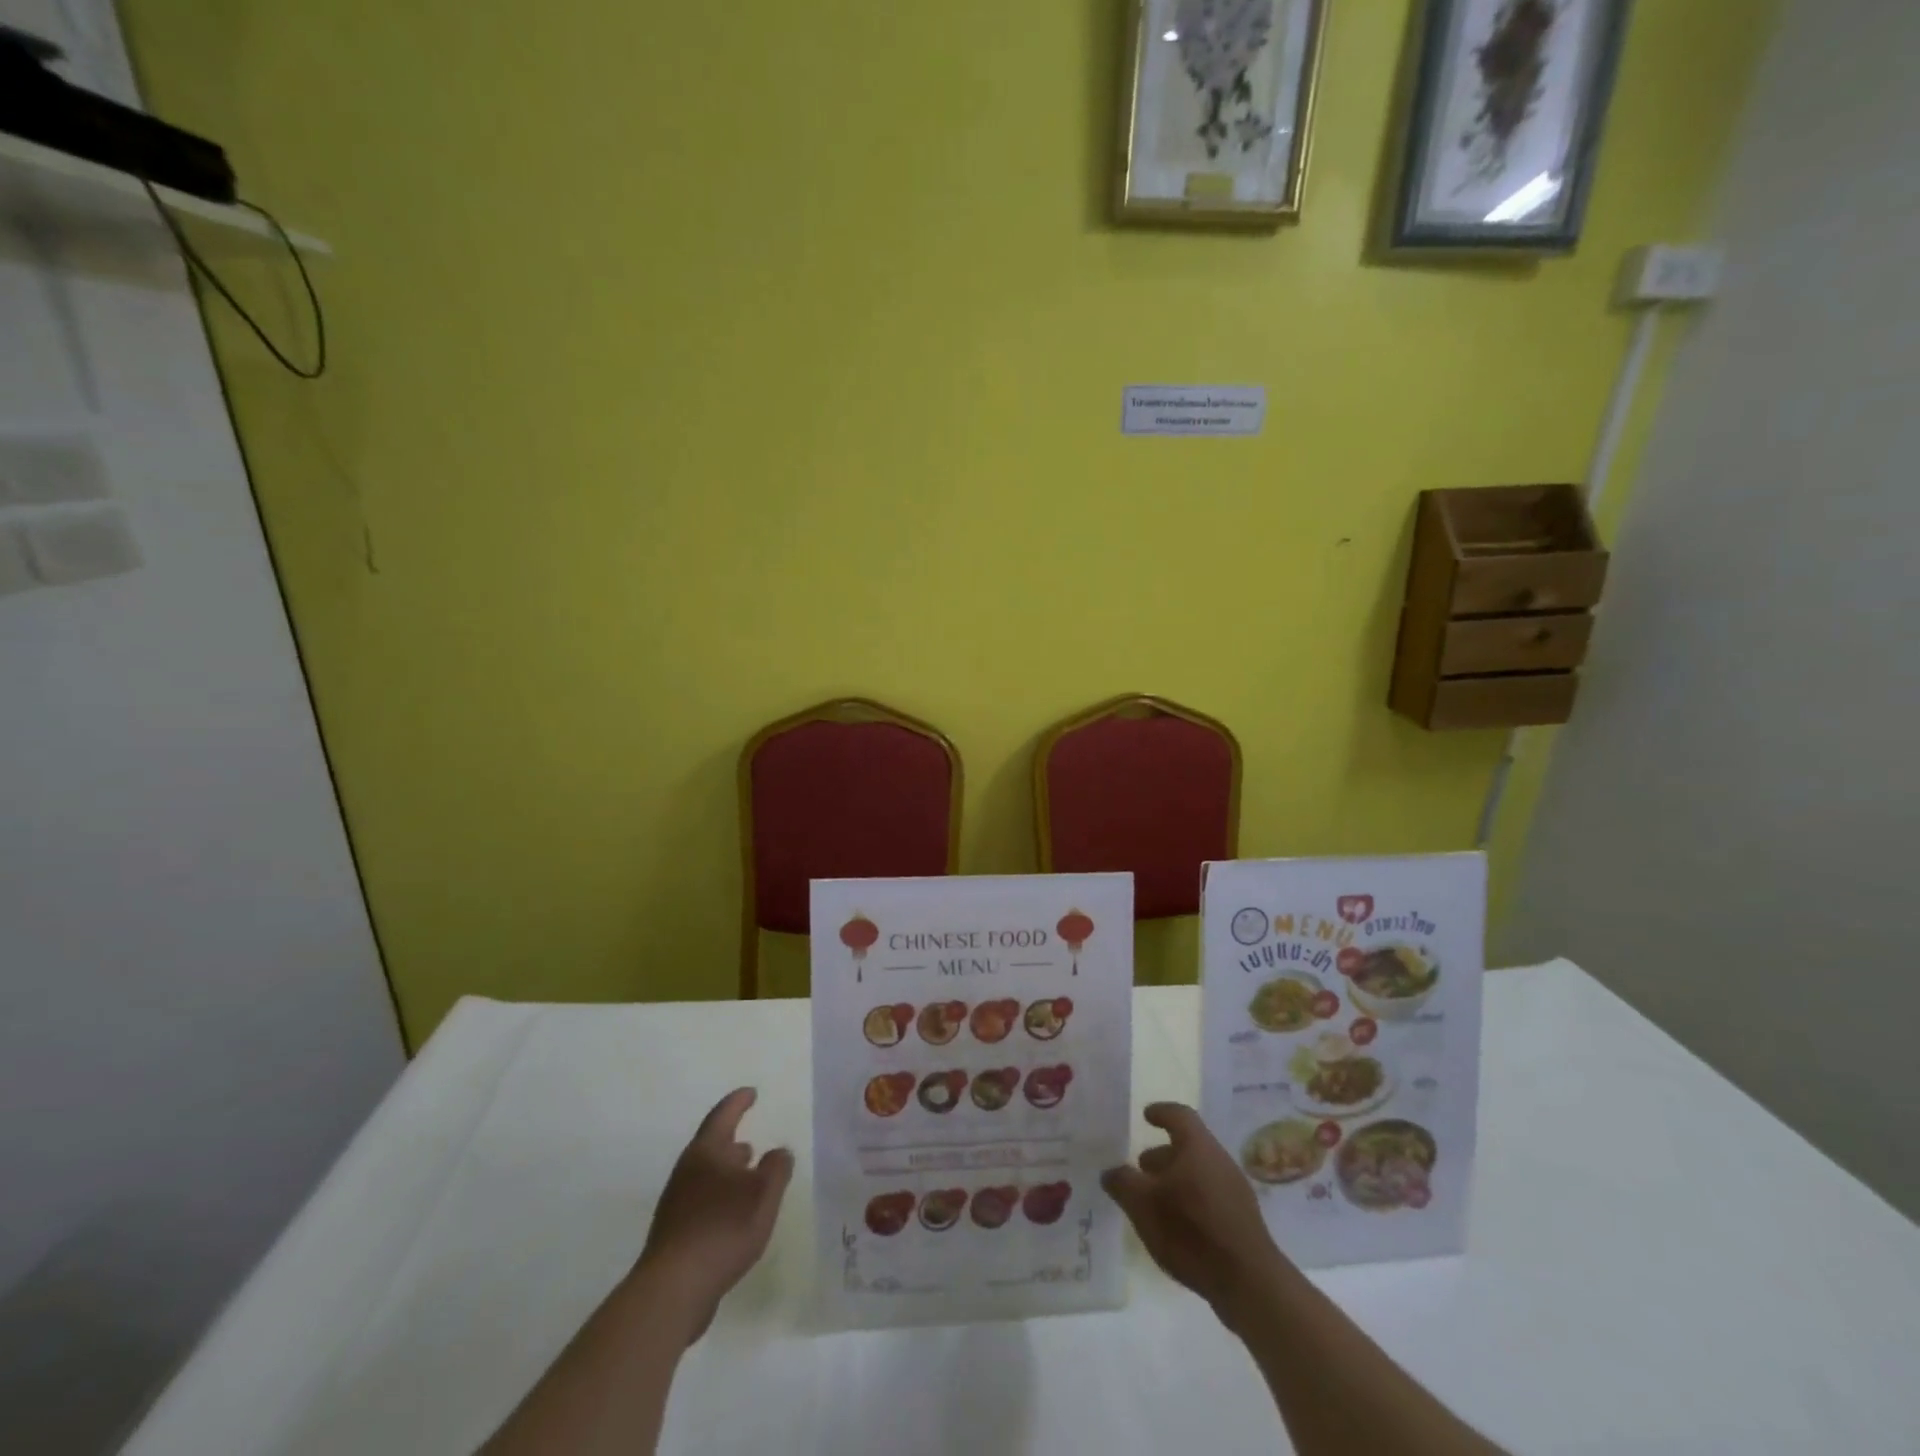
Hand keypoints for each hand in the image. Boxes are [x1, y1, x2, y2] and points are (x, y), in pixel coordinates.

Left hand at [636, 1087, 793, 1342]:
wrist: (672, 1290)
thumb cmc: (722, 1229)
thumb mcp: (764, 1194)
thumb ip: (777, 1168)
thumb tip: (779, 1152)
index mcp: (706, 1152)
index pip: (723, 1115)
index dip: (738, 1102)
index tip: (751, 1093)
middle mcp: (687, 1172)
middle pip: (711, 1147)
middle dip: (731, 1142)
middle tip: (750, 1142)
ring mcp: (676, 1204)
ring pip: (706, 1176)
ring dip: (726, 1173)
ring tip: (746, 1179)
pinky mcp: (674, 1234)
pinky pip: (702, 1203)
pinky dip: (720, 1199)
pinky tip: (733, 1216)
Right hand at [1103, 1102, 1285, 1317]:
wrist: (1249, 1283)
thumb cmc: (1191, 1231)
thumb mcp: (1143, 1204)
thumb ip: (1123, 1183)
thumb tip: (1111, 1172)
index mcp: (1198, 1146)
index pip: (1179, 1115)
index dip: (1161, 1112)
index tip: (1146, 1115)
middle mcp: (1219, 1161)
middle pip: (1189, 1146)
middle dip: (1163, 1154)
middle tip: (1141, 1167)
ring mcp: (1235, 1192)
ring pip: (1199, 1173)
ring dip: (1175, 1179)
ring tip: (1154, 1200)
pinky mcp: (1242, 1221)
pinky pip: (1210, 1197)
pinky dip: (1190, 1200)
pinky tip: (1176, 1225)